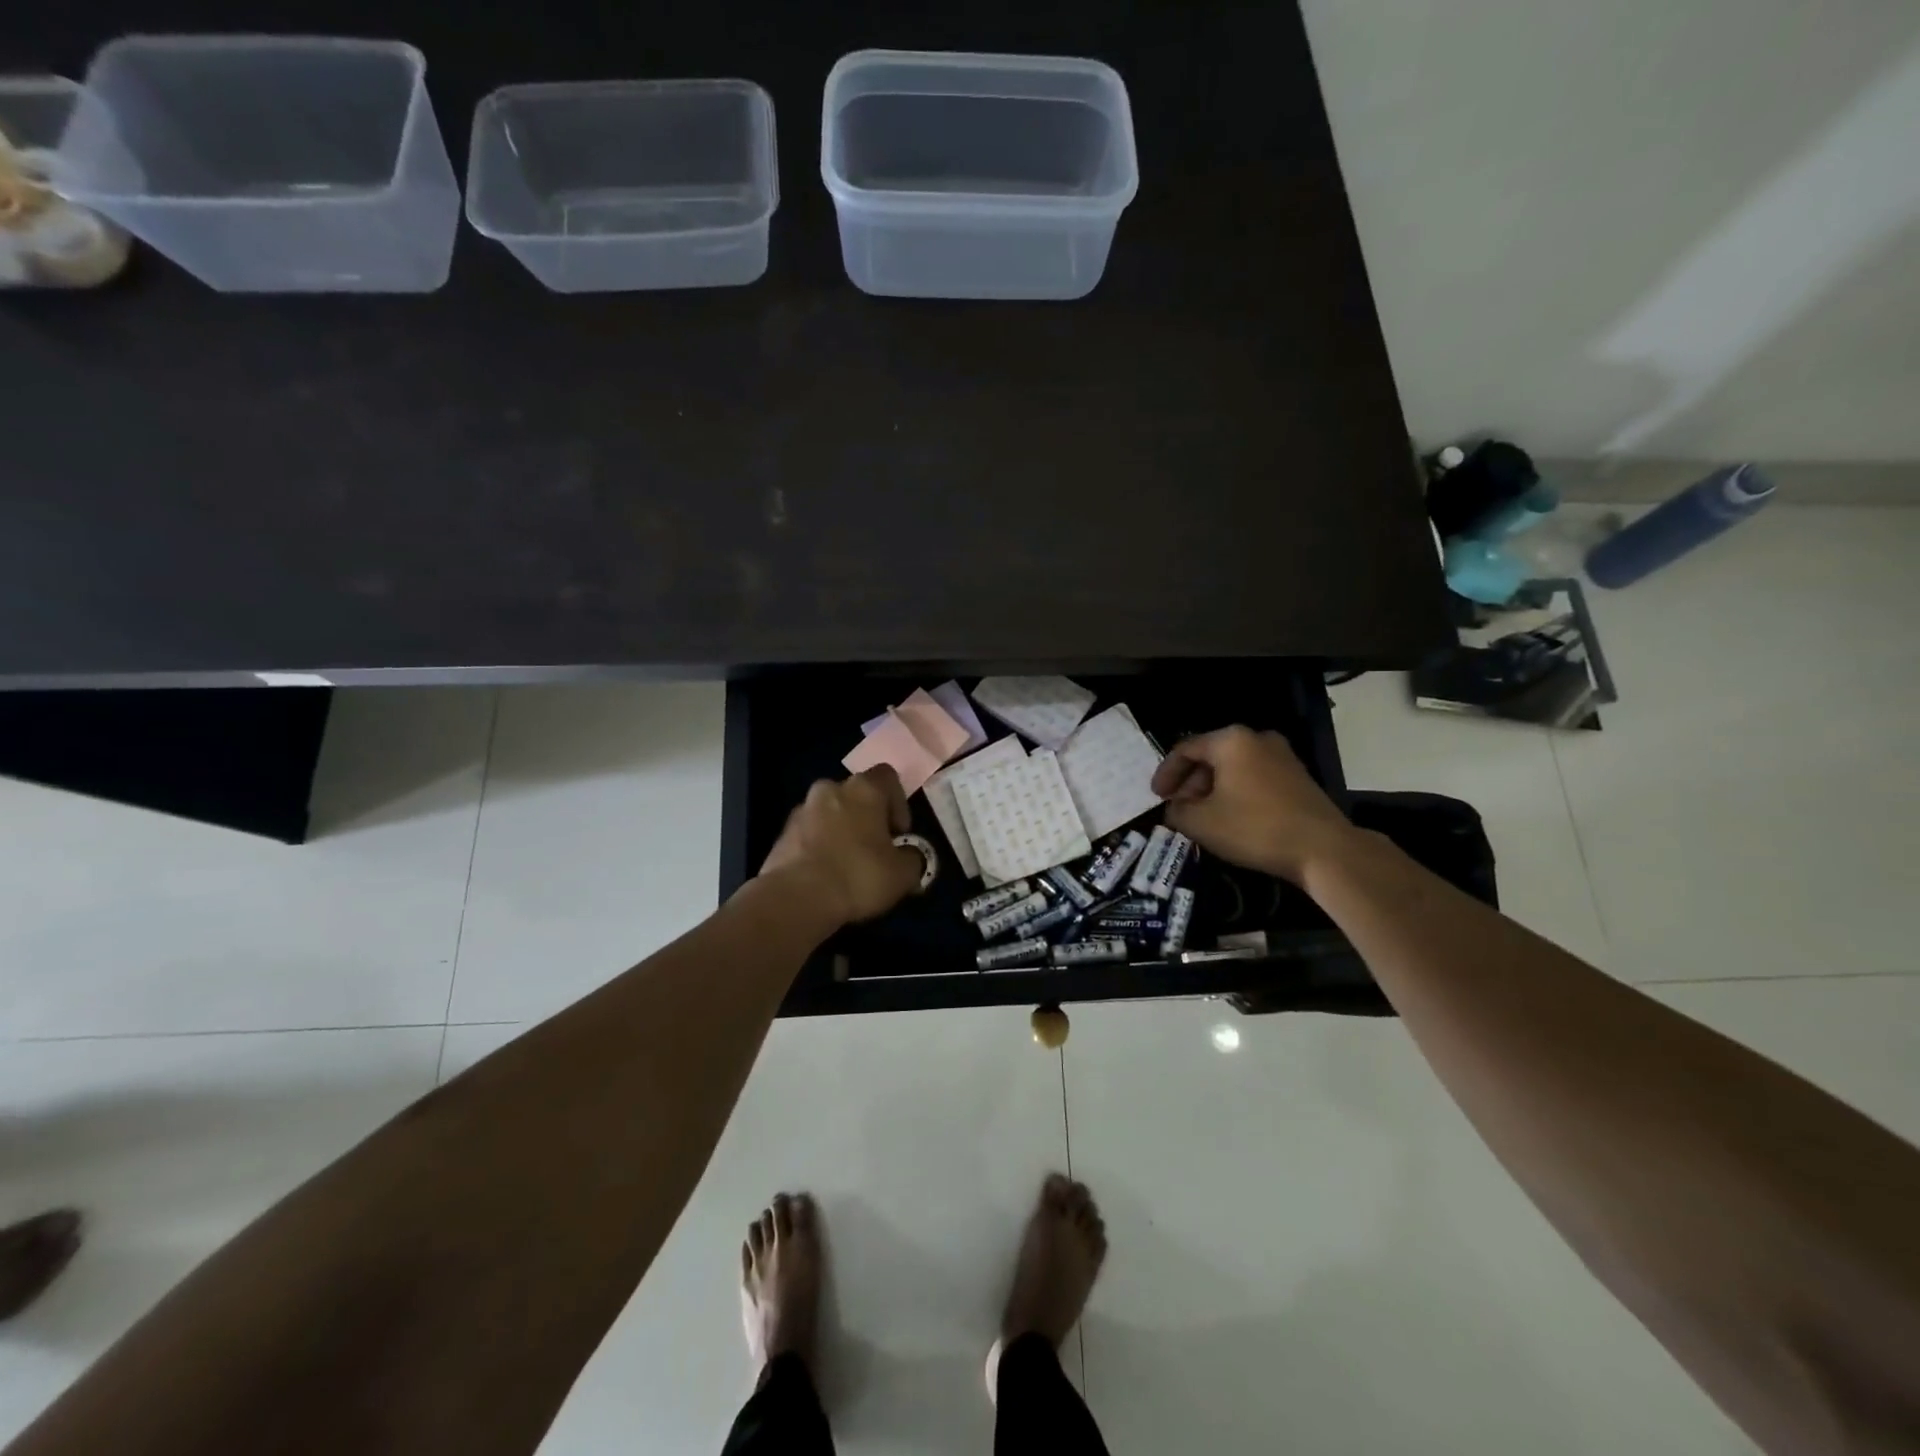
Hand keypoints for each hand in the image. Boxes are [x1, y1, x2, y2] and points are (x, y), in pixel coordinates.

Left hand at [759, 767, 925, 927]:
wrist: (796, 898)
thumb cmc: (859, 875)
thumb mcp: (903, 874)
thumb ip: (913, 858)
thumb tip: (909, 856)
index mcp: (864, 789)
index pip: (888, 777)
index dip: (899, 803)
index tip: (899, 833)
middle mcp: (830, 789)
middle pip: (856, 795)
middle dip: (868, 817)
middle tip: (876, 849)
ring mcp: (802, 810)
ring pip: (830, 814)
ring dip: (841, 831)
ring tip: (848, 865)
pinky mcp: (782, 834)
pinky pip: (809, 834)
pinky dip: (819, 847)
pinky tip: (826, 875)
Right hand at [1150, 726, 1359, 884]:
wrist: (1323, 849)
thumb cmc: (1254, 828)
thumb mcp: (1201, 823)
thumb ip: (1177, 811)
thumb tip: (1174, 808)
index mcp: (1230, 740)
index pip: (1185, 749)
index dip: (1165, 773)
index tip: (1156, 797)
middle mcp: (1257, 738)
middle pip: (1210, 756)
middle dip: (1190, 782)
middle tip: (1178, 808)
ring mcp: (1282, 755)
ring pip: (1233, 767)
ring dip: (1212, 789)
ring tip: (1201, 815)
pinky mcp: (1297, 776)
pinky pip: (1254, 777)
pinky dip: (1235, 792)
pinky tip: (1230, 817)